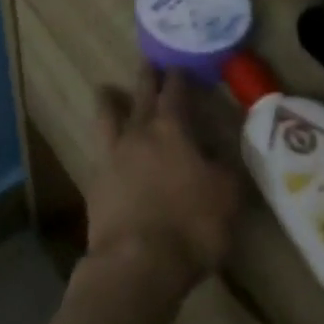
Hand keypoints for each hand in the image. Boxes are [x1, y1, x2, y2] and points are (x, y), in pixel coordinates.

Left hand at [86, 66, 241, 299]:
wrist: (138, 260)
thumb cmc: (191, 226)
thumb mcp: (227, 197)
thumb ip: (225, 168)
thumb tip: (220, 152)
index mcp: (172, 130)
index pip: (175, 93)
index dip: (178, 78)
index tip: (178, 66)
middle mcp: (139, 132)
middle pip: (142, 95)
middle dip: (147, 78)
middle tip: (147, 63)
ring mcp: (113, 153)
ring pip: (108, 114)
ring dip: (110, 99)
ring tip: (107, 89)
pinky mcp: (96, 178)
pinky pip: (99, 147)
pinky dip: (104, 139)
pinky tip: (106, 143)